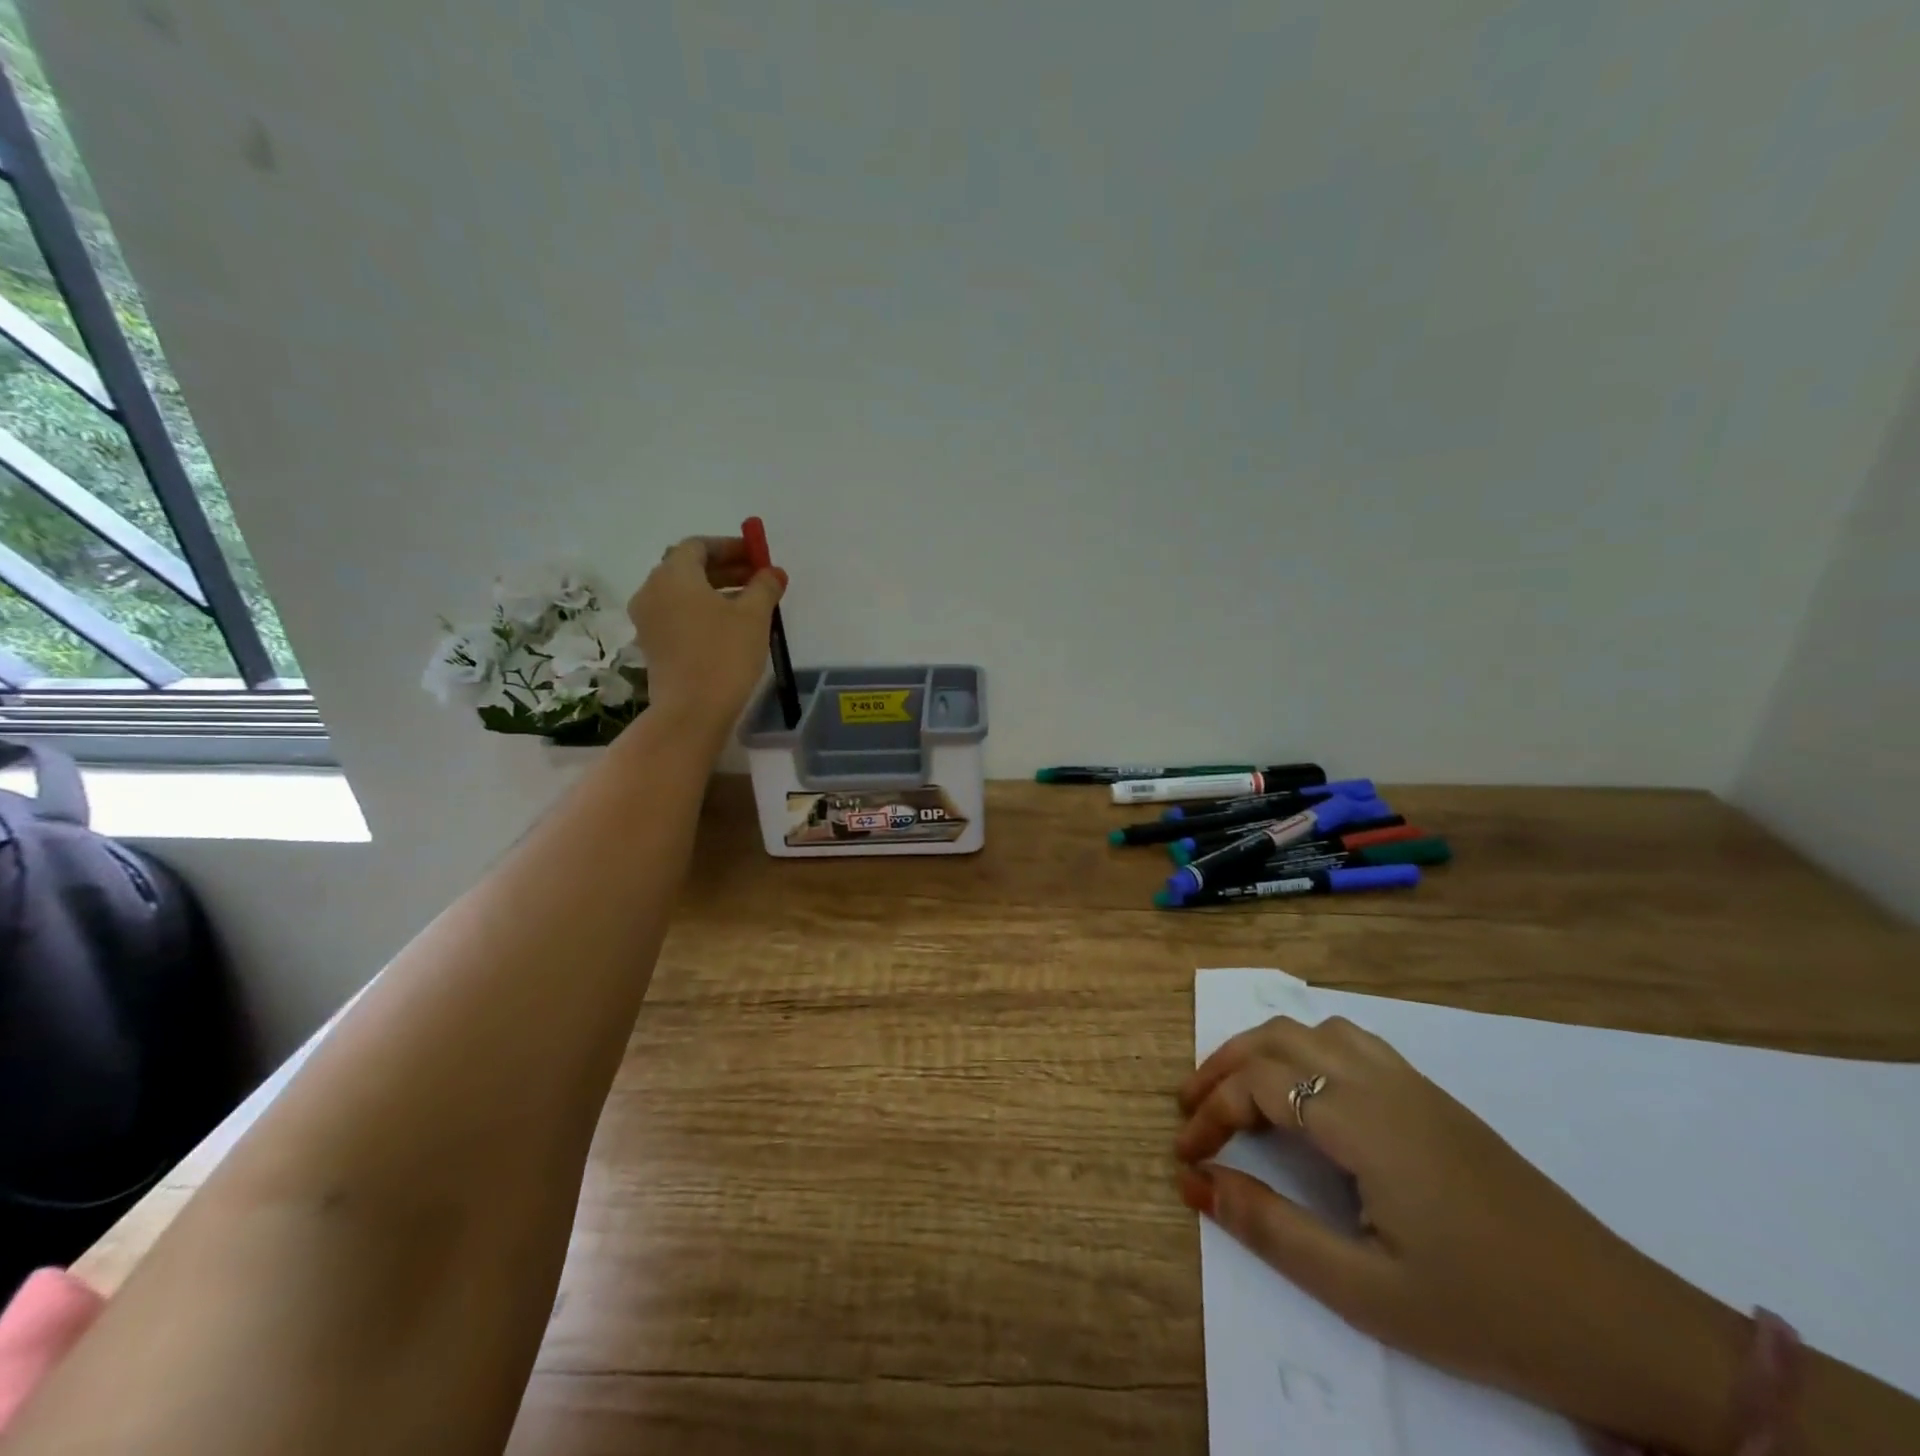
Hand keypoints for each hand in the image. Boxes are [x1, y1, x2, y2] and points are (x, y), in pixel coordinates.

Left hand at [628, 536, 785, 733]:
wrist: (692, 711)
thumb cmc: (724, 655)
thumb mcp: (754, 616)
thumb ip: (764, 586)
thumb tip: (772, 572)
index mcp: (673, 575)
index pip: (698, 546)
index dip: (730, 546)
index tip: (757, 556)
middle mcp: (652, 590)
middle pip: (688, 567)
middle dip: (725, 568)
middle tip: (758, 578)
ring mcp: (648, 620)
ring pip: (682, 593)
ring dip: (715, 591)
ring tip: (750, 604)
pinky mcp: (653, 645)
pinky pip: (678, 615)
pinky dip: (702, 611)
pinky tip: (729, 627)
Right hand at [1174, 1016, 1749, 1454]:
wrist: (1626, 1326)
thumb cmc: (1488, 1313)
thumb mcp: (1367, 1292)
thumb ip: (1272, 1229)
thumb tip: (1195, 1184)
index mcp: (1363, 1121)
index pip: (1259, 1083)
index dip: (1210, 1110)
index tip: (1184, 1155)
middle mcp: (1381, 1082)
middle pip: (1278, 1038)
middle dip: (1223, 1064)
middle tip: (1191, 1106)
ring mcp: (1412, 1084)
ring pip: (1314, 1029)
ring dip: (1264, 1049)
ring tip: (1238, 1090)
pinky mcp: (1435, 1098)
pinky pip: (1351, 1042)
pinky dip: (1306, 1048)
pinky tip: (1308, 1092)